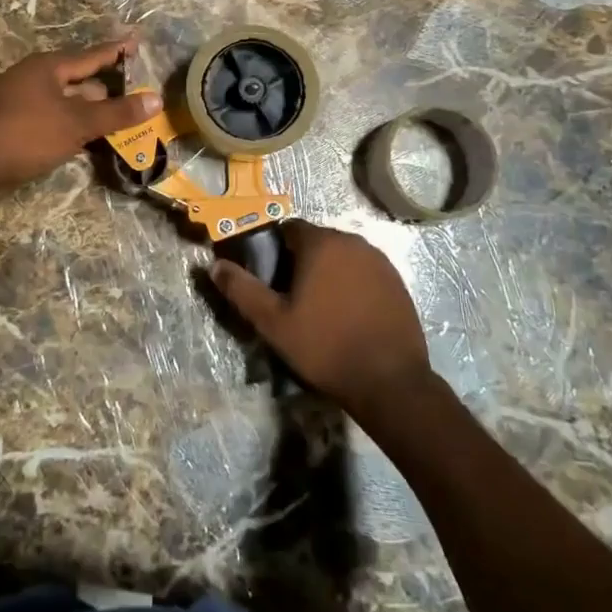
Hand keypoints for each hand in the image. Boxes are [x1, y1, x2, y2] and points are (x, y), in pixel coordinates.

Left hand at [0, 37, 161, 193]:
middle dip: (107, 89)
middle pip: (80, 79)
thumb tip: (155, 99)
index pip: (93, 55)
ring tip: (119, 122)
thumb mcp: (77, 123)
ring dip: (90, 112)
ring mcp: (21, 101)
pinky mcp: (14, 124)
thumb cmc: (26, 133)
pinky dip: (72, 126)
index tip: (137, 41)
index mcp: (49, 67)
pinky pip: (53, 119)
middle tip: (137, 95)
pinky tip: (86, 142)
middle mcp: (35, 77)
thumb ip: (117, 113)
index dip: (118, 51)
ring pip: (66, 102)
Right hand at [205, 221, 434, 421]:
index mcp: (321, 243)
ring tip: (322, 310)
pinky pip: (365, 272)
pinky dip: (353, 285)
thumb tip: (214, 266)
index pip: (290, 229)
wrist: (390, 382)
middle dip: (302, 262)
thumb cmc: (325, 347)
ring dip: (329, 272)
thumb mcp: (273, 322)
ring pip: (342, 256)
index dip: (276, 252)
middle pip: (317, 241)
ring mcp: (379, 260)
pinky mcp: (397, 281)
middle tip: (294, 299)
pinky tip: (350, 316)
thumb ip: (242, 290)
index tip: (273, 281)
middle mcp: (352, 241)